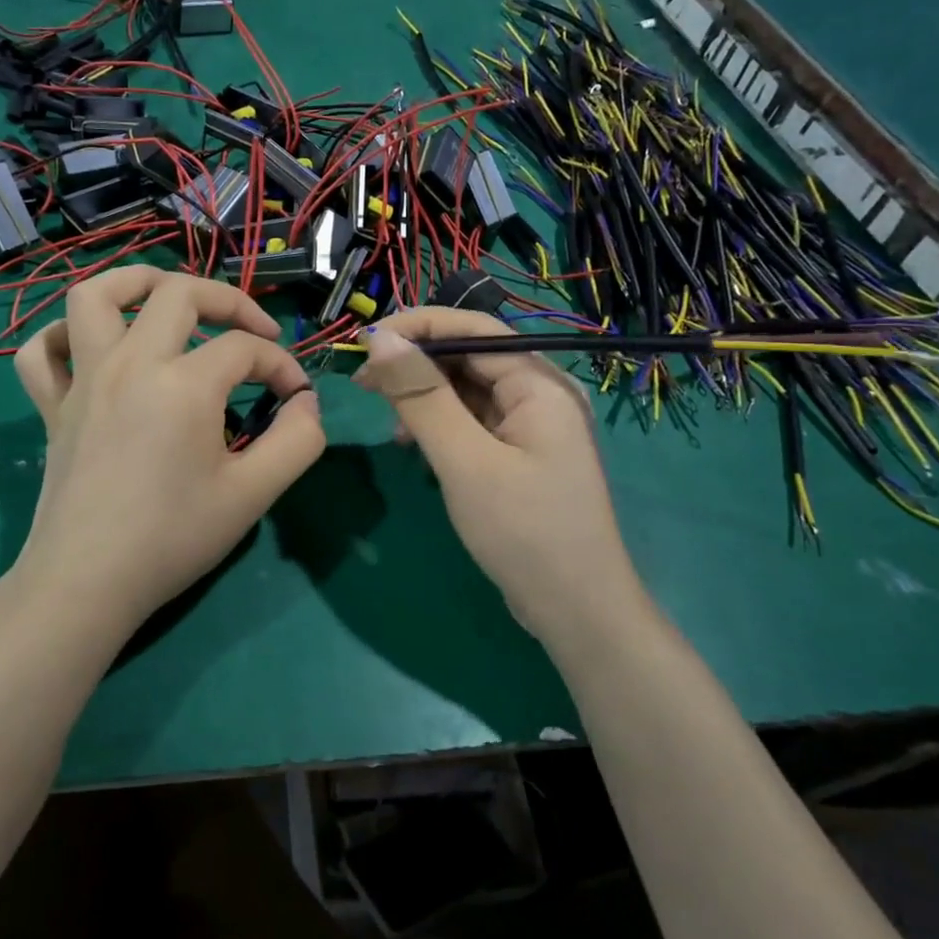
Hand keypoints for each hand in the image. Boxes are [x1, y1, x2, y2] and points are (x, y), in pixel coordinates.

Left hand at [9, 267, 325, 633]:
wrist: (87, 582)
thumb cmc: (173, 538)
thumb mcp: (254, 494)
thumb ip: (297, 441)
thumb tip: (307, 403)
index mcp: (183, 384)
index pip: (246, 348)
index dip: (282, 366)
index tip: (296, 400)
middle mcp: (130, 364)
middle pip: (179, 293)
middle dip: (228, 301)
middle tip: (252, 332)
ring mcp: (83, 380)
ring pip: (95, 296)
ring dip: (136, 284)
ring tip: (167, 301)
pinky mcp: (52, 406)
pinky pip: (41, 352)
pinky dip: (63, 337)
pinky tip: (91, 350)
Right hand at [352, 308, 644, 642]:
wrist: (576, 612)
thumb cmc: (523, 531)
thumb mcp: (464, 461)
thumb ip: (421, 396)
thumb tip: (380, 338)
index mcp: (539, 383)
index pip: (474, 329)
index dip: (417, 326)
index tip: (364, 339)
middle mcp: (540, 394)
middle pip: (469, 357)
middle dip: (415, 362)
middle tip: (362, 381)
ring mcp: (531, 426)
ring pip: (467, 390)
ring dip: (423, 395)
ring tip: (383, 416)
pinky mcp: (519, 454)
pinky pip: (473, 421)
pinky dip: (439, 424)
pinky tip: (413, 444)